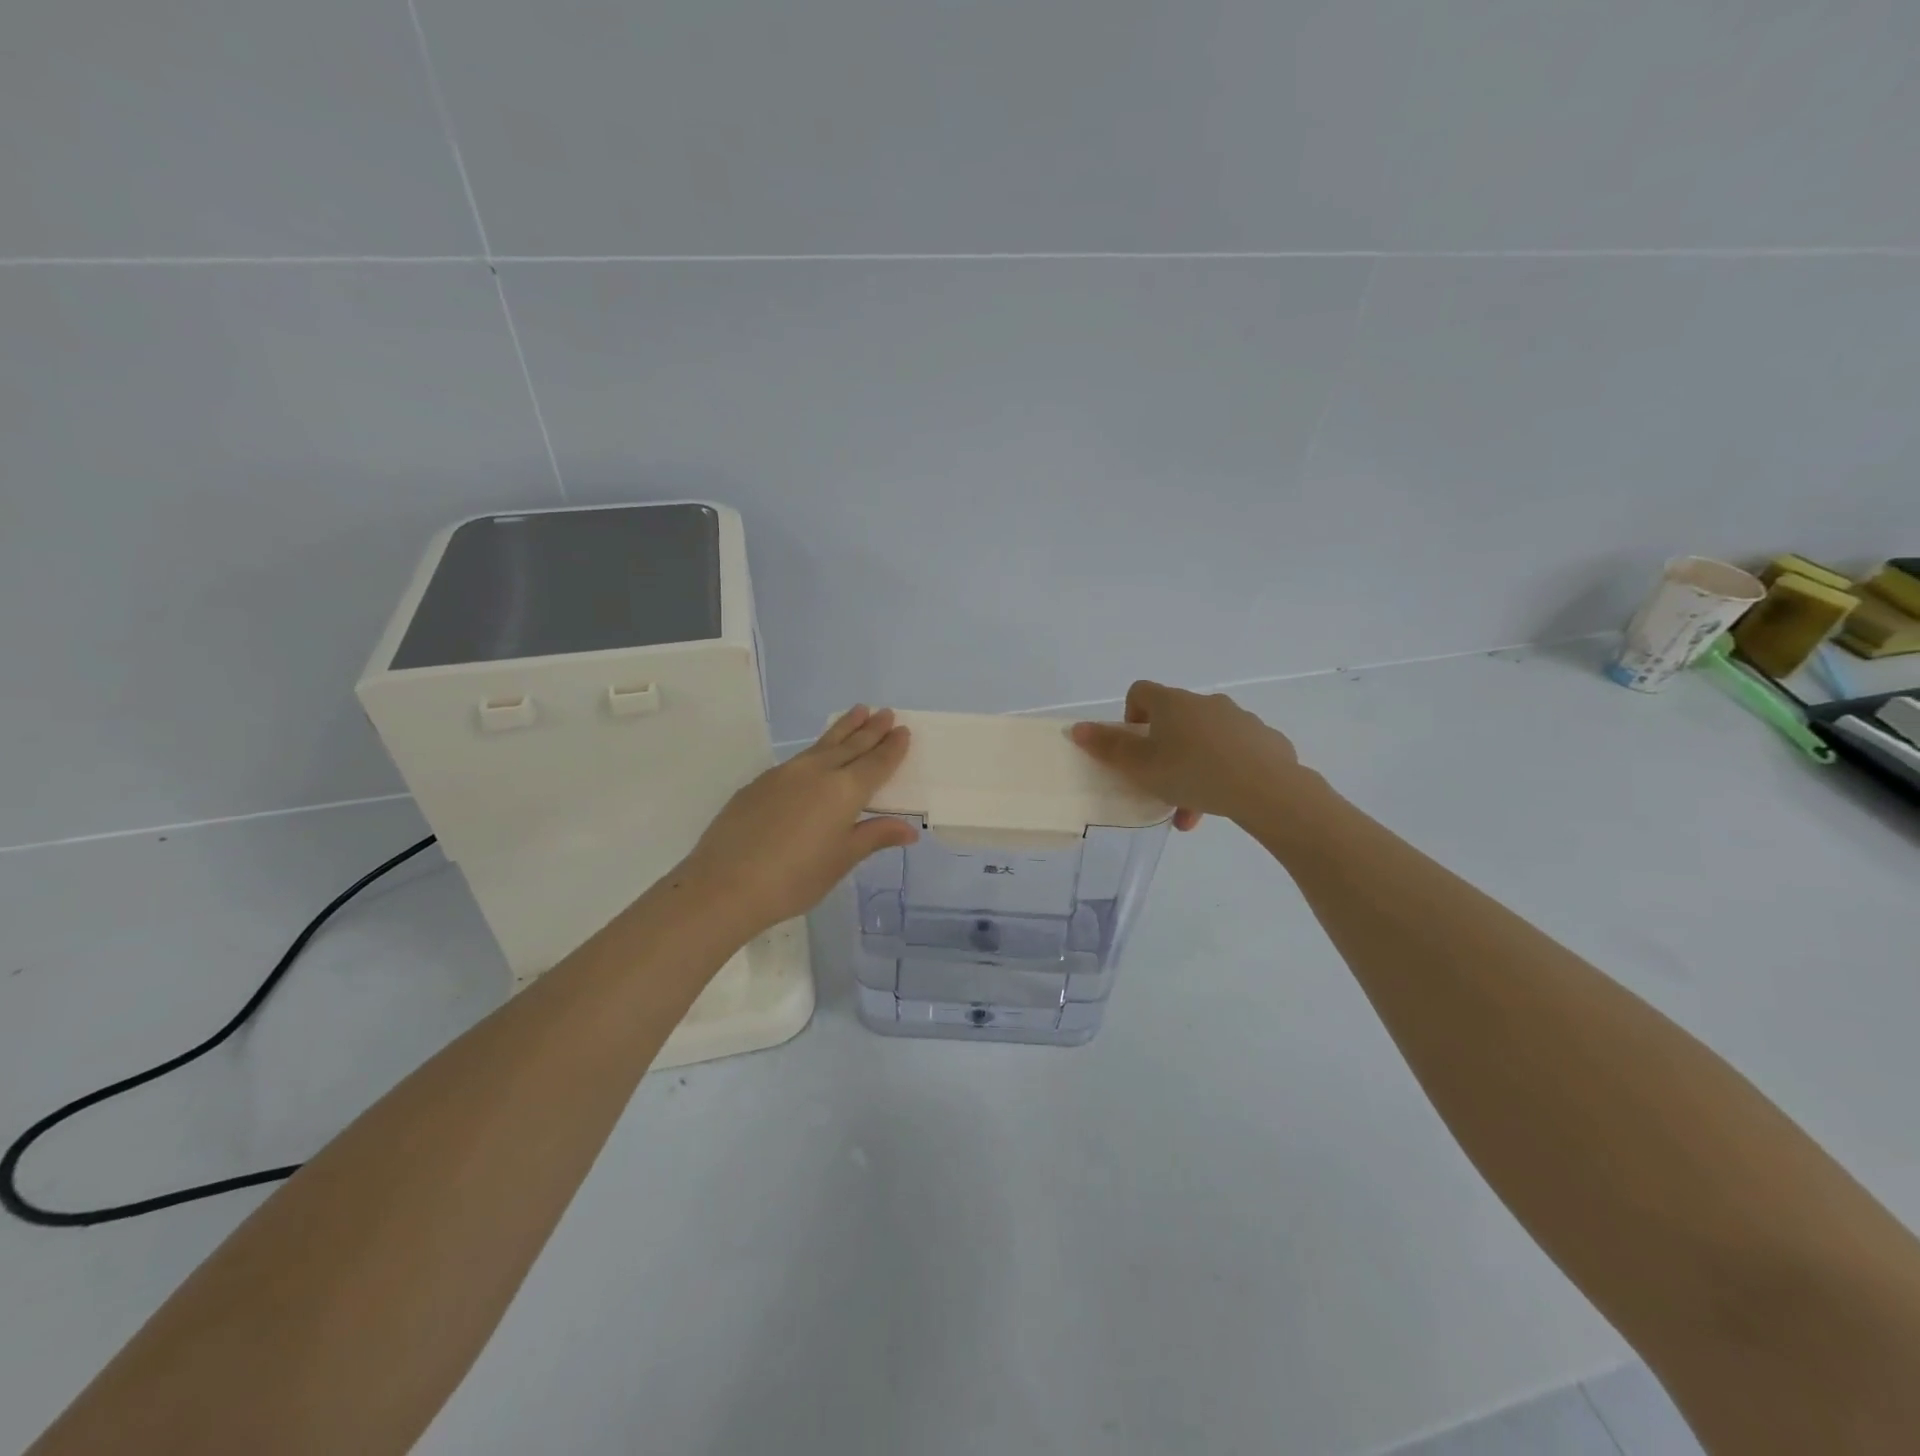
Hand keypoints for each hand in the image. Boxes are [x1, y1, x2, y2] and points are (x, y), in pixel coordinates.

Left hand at [679, 706, 919, 935]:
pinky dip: (816, 749)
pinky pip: (798, 758)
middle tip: (885, 711)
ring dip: (843, 728)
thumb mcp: (842, 859)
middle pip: (850, 745)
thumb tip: (910, 829)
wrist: (726, 884)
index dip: (891, 748)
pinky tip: (816, 754)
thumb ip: (875, 836)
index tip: (903, 730)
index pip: (876, 763)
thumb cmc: (795, 878)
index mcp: (844, 791)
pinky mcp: (760, 783)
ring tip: (857, 712)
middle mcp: (817, 772)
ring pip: (821, 744)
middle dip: (870, 729)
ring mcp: (785, 774)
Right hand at [1070, 681, 1303, 829]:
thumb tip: (1076, 727)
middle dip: (1164, 754)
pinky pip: (1236, 752)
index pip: (1141, 692)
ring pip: (1205, 741)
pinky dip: (1225, 771)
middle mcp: (1206, 702)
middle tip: (1160, 787)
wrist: (1267, 789)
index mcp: (1173, 703)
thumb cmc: (1193, 773)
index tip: (1134, 747)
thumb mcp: (1141, 767)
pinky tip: (1226, 800)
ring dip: (1193, 769)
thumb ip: (1108, 748)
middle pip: (1174, 721)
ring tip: (1191, 811)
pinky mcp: (1265, 740)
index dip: (1130, 716)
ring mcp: (1239, 719)